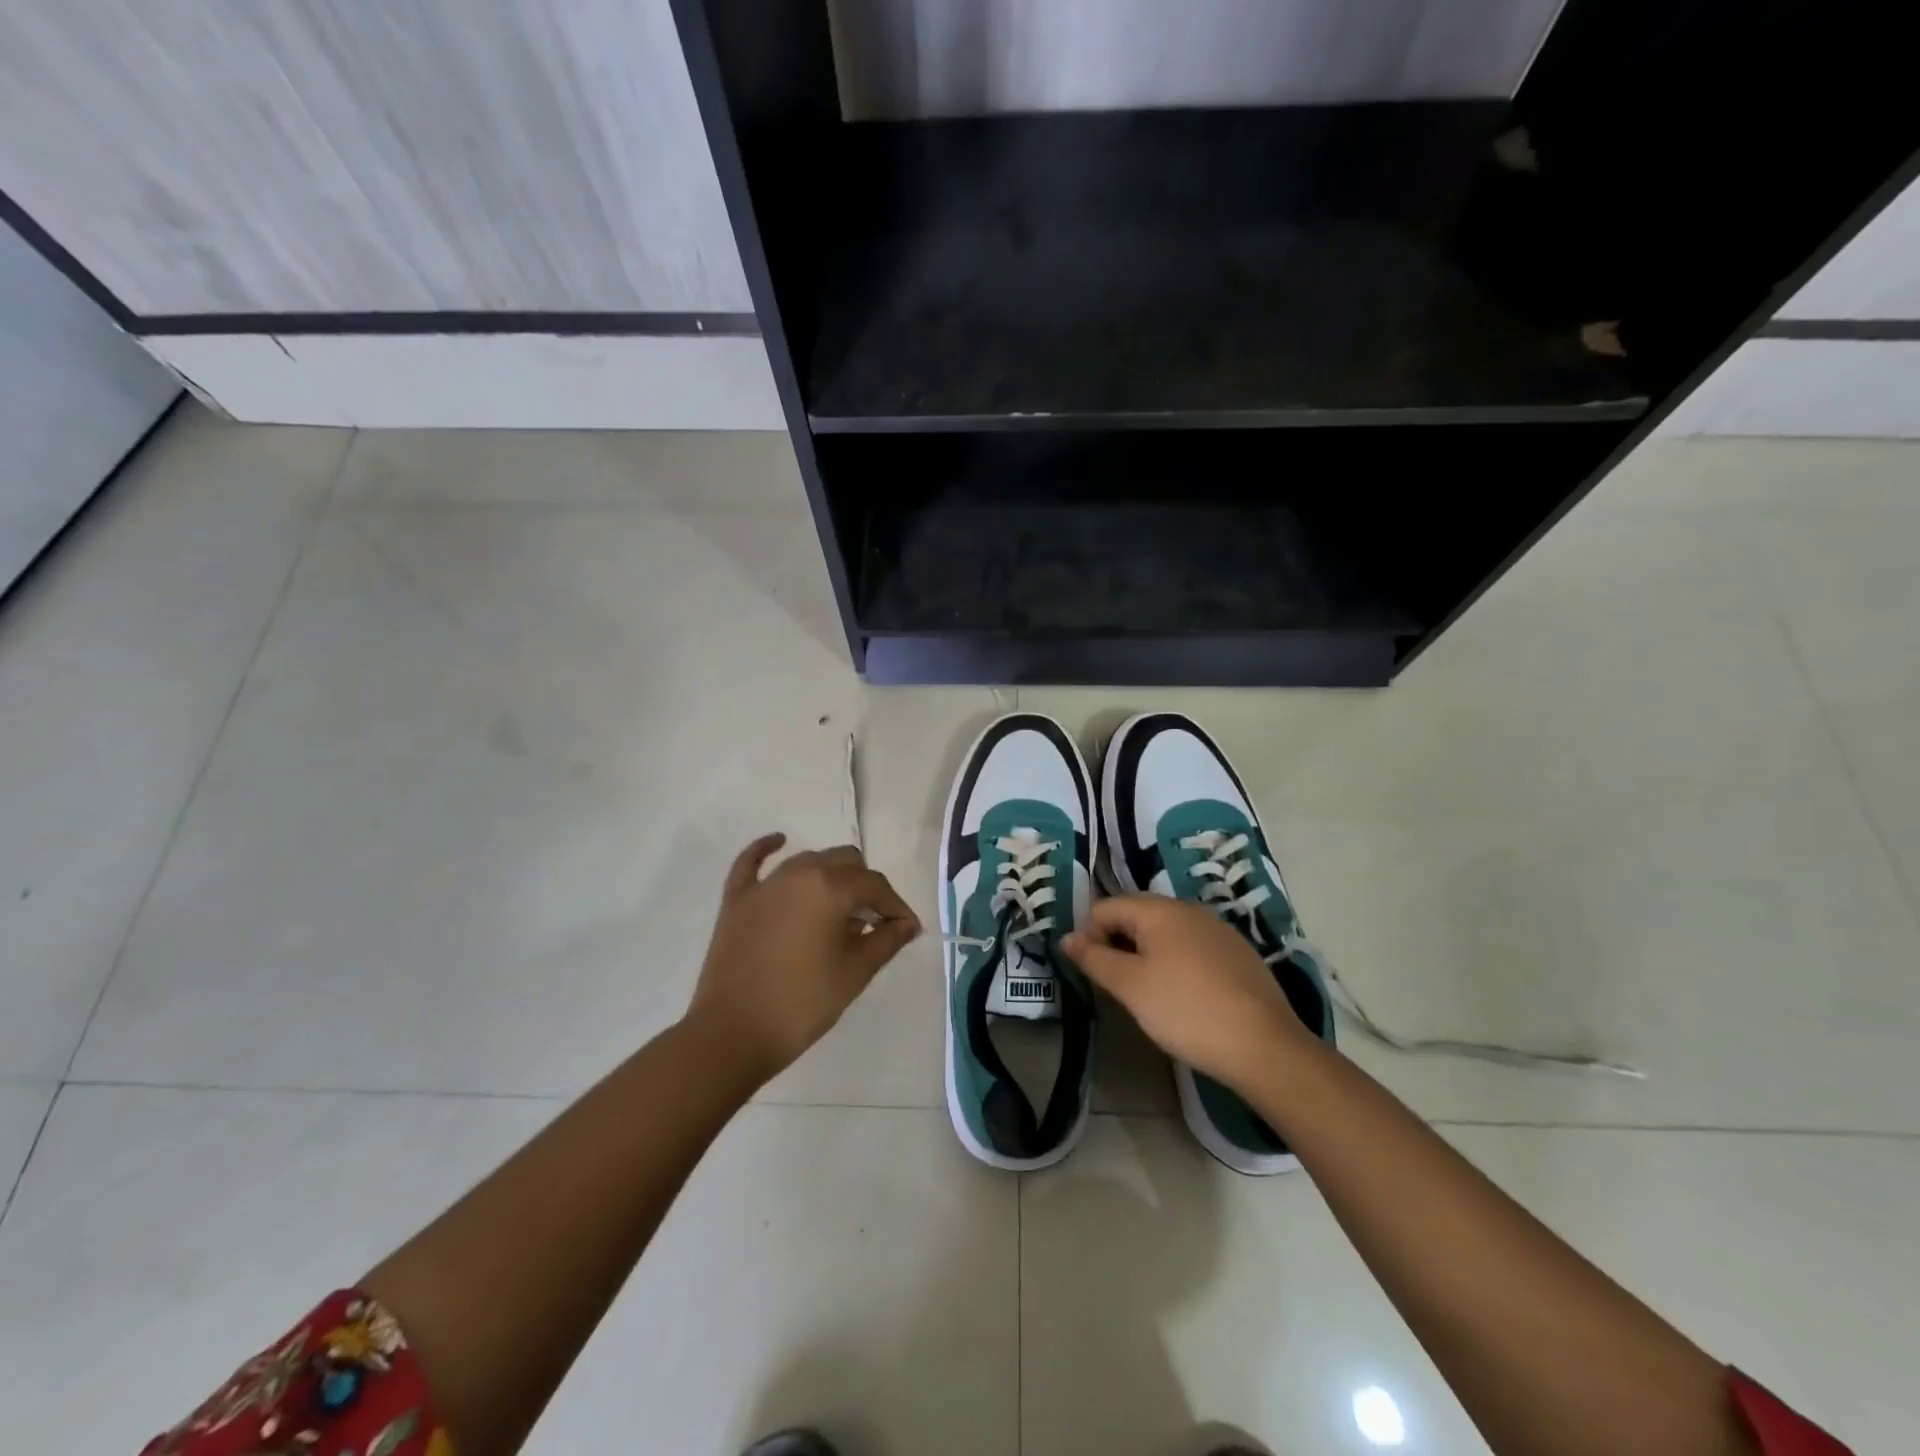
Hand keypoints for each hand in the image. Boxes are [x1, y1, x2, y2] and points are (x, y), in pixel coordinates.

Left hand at [686, 834, 920, 1084]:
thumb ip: (886, 941)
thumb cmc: (802, 1003)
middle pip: (845, 862)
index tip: (906, 930)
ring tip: (839, 909)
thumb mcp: (854, 973)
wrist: (732, 1034)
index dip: (896, 906)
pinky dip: (767, 849)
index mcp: (831, 888)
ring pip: (808, 861)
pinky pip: (752, 862)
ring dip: (830, 875)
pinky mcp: (737, 900)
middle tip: (873, 923)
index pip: (875, 885)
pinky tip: (779, 841)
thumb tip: (906, 924)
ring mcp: (764, 885)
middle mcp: (799, 874)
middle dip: (865, 886)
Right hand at [1065, 895, 1313, 1091]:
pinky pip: (1192, 948)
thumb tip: (1067, 937)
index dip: (1089, 936)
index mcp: (1159, 909)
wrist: (1263, 1046)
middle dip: (1118, 945)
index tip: (1092, 974)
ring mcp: (1218, 930)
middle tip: (1116, 986)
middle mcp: (1188, 909)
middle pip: (1136, 916)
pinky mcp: (1238, 954)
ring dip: (1146, 955)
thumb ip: (1094, 958)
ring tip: (1148, 994)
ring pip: (1166, 933)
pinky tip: (1184, 998)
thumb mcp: (1130, 986)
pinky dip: (1176, 964)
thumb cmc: (1186, 1010)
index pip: (1105, 908)